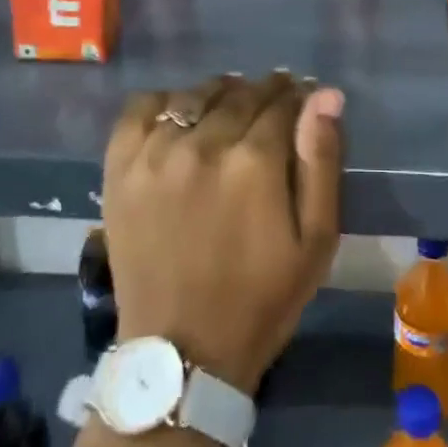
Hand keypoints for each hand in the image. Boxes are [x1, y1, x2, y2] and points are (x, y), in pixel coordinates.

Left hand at [101, 72, 344, 392]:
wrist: (181, 353)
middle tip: (271, 108)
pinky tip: (180, 119)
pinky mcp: (121, 167)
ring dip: (220, 94)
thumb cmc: (261, 298)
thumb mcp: (315, 240)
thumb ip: (321, 161)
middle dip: (264, 93)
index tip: (302, 102)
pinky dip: (165, 102)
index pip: (283, 101)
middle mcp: (203, 144)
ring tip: (229, 112)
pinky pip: (141, 107)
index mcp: (255, 161)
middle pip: (241, 93)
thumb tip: (326, 95)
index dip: (298, 97)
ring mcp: (156, 153)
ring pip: (195, 95)